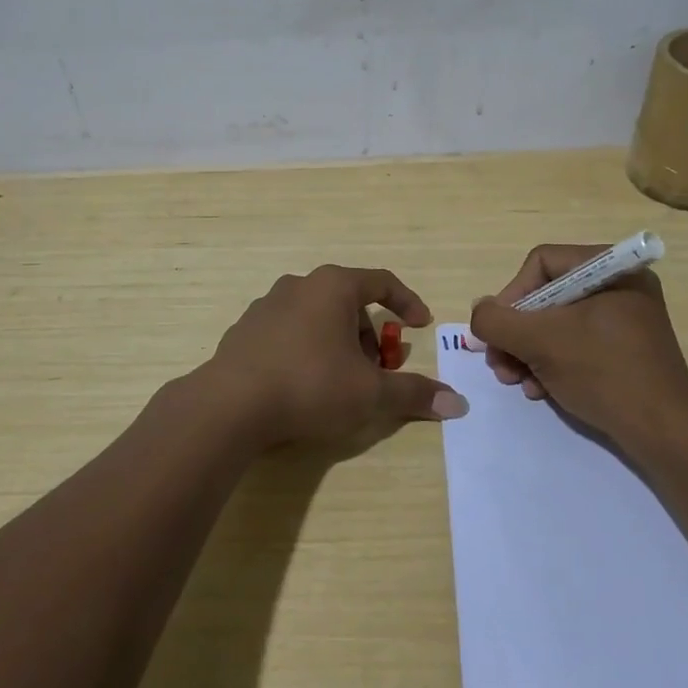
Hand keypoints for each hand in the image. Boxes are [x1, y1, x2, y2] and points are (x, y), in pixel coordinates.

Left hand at [198, 265, 467, 450]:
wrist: (230, 405)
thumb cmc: (310, 385)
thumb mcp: (370, 393)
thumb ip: (413, 393)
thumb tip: (457, 404)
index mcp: (333, 286)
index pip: (382, 282)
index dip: (407, 302)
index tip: (420, 325)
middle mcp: (299, 285)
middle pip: (348, 302)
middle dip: (370, 334)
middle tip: (378, 368)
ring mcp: (266, 306)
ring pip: (317, 318)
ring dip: (339, 343)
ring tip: (342, 381)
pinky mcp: (245, 330)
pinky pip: (289, 333)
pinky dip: (307, 350)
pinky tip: (304, 385)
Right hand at [467, 244, 687, 450]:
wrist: (664, 433)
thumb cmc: (603, 372)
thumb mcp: (539, 341)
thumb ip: (497, 321)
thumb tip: (480, 311)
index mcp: (611, 269)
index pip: (541, 263)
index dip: (511, 295)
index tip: (498, 331)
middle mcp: (620, 286)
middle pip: (546, 296)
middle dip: (516, 332)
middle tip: (498, 363)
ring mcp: (625, 320)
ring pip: (557, 324)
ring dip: (527, 352)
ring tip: (514, 381)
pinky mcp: (625, 352)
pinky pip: (577, 345)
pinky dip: (552, 365)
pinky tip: (539, 390)